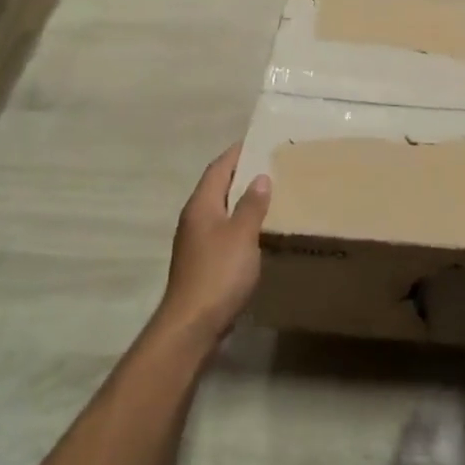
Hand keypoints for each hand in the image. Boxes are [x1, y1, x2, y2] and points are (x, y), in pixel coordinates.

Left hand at [155, 143, 270, 347]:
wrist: (193, 324)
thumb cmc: (218, 273)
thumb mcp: (242, 235)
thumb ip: (251, 205)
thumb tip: (260, 177)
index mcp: (201, 206)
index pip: (218, 168)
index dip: (236, 153)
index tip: (257, 140)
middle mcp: (194, 219)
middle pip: (217, 187)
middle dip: (241, 174)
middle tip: (271, 164)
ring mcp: (196, 242)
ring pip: (221, 210)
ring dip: (241, 200)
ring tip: (270, 193)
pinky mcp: (203, 262)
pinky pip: (224, 231)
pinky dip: (241, 223)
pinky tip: (259, 230)